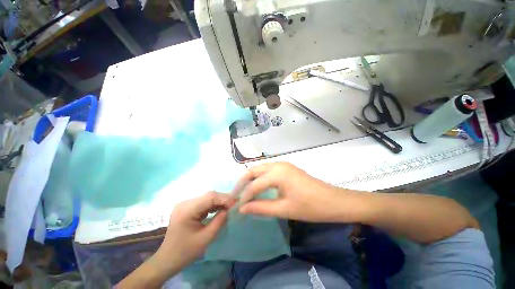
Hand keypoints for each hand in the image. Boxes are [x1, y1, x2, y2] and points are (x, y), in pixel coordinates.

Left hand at [155, 192, 235, 275]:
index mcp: (187, 210)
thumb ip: (219, 221)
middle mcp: (185, 203)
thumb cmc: (185, 252)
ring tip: (229, 207)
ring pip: (207, 198)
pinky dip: (213, 205)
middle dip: (223, 199)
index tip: (236, 203)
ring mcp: (185, 204)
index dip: (224, 198)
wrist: (167, 260)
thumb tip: (229, 209)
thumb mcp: (206, 238)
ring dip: (219, 201)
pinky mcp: (187, 208)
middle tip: (234, 205)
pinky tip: (219, 209)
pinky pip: (203, 202)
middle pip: (209, 196)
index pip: (210, 197)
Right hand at [237, 162, 359, 221]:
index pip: (254, 185)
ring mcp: (283, 164)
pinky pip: (268, 170)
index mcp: (277, 173)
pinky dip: (260, 178)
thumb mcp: (284, 209)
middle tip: (236, 196)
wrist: (334, 201)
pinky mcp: (287, 168)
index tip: (237, 208)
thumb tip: (242, 209)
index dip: (244, 197)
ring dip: (251, 179)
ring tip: (244, 192)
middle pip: (253, 171)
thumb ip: (261, 207)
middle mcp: (277, 164)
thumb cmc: (310, 207)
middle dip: (243, 183)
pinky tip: (258, 187)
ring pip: (260, 169)